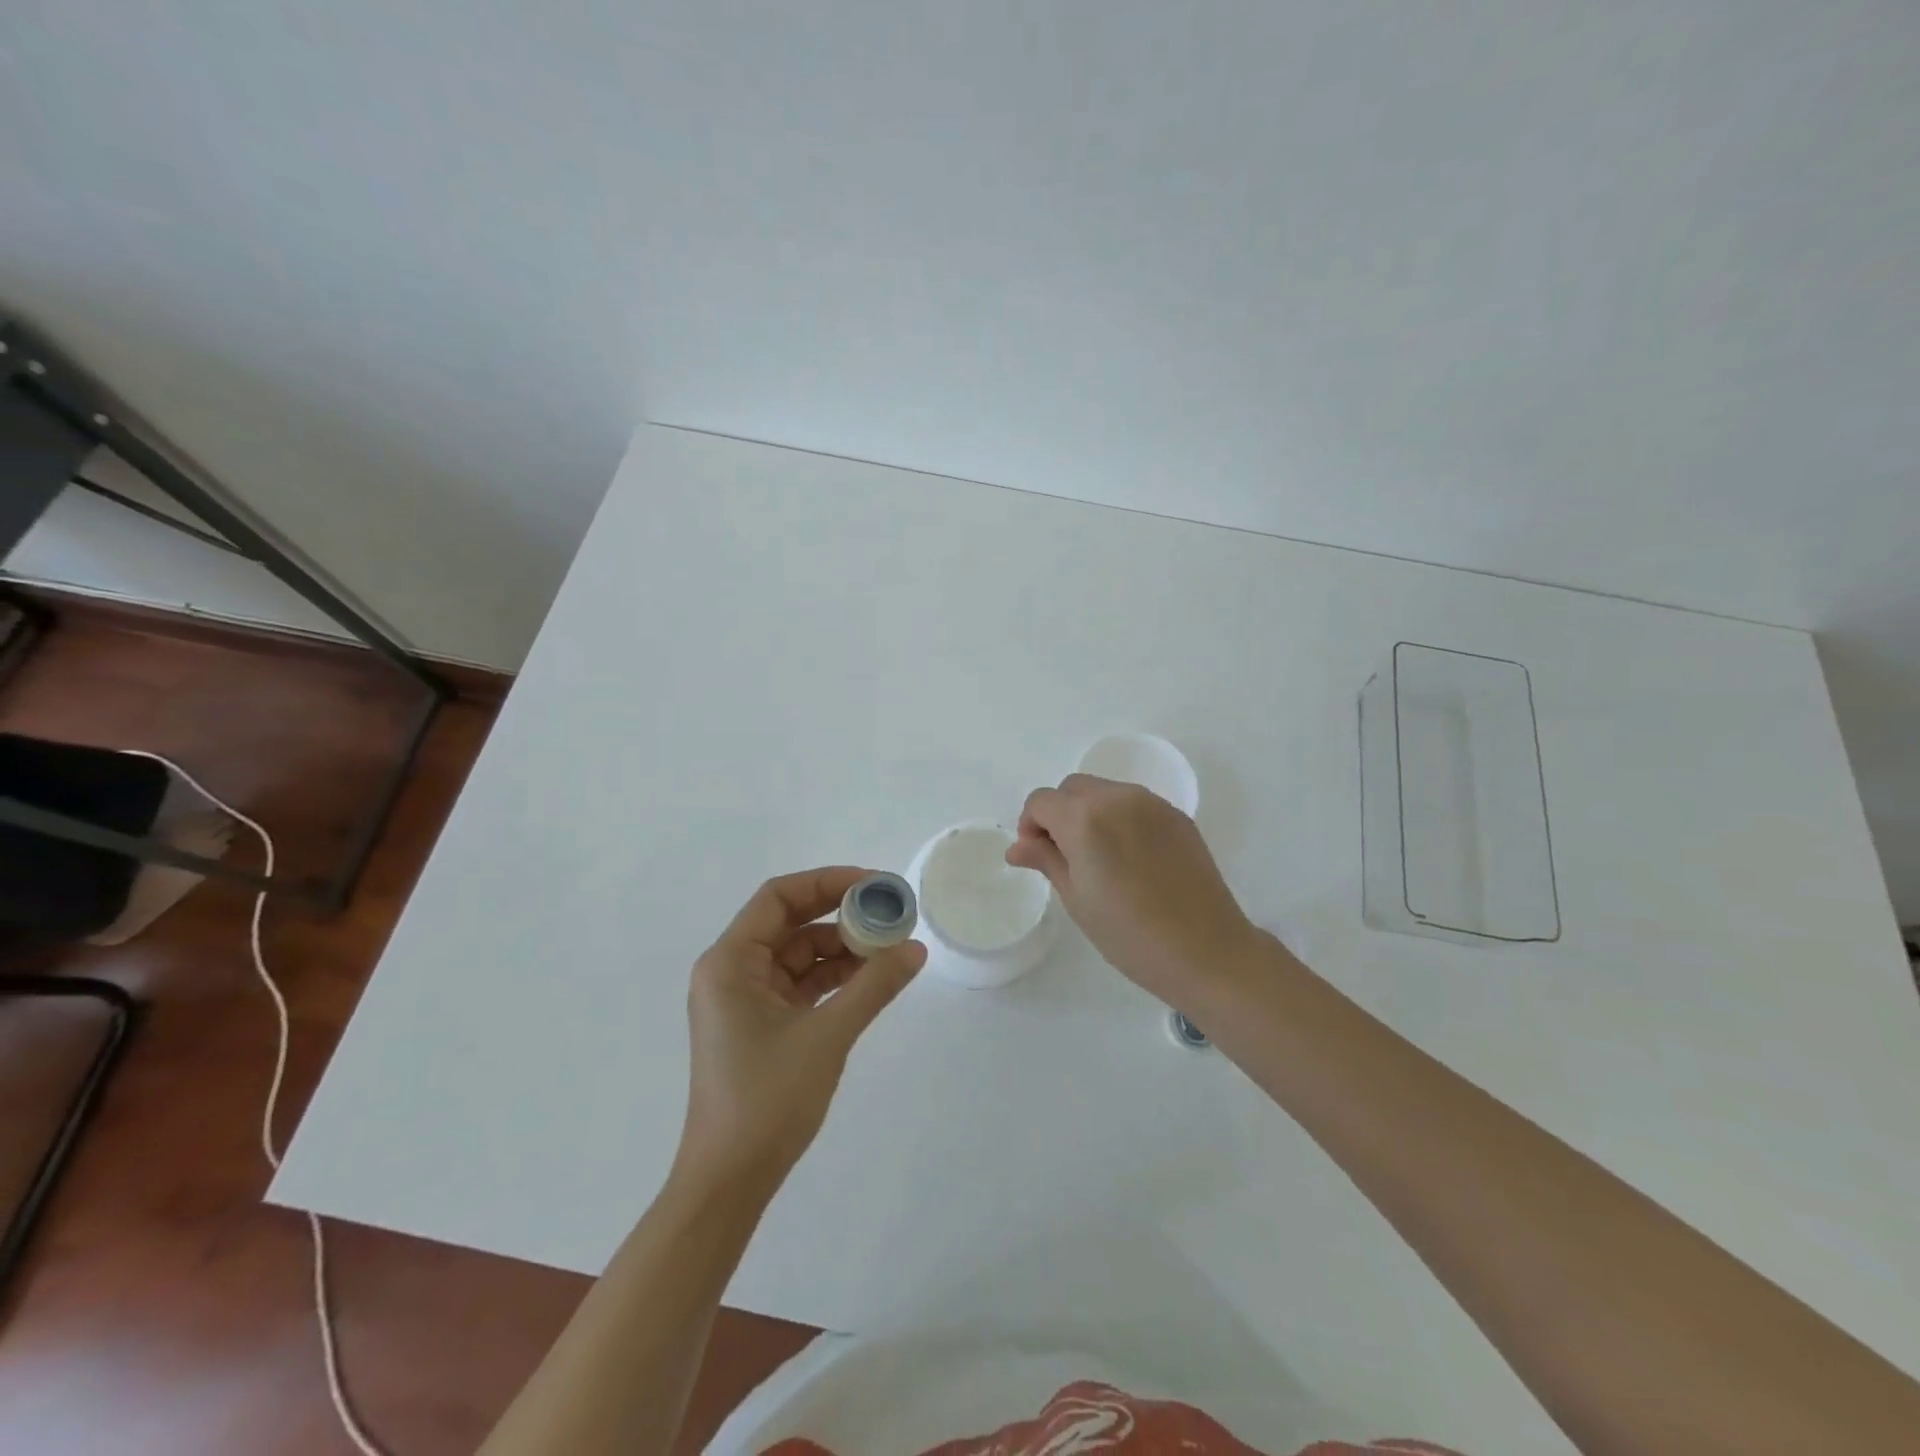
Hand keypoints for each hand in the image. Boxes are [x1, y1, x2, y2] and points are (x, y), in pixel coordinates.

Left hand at [678, 867, 925, 1193]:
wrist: (730, 1181)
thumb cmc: (767, 1099)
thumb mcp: (828, 1035)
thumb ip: (873, 986)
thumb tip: (915, 948)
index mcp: (730, 962)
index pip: (779, 898)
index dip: (827, 882)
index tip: (874, 885)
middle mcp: (732, 971)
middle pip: (790, 922)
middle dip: (840, 914)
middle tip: (890, 912)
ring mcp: (746, 999)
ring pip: (799, 954)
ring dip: (842, 948)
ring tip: (891, 946)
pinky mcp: (762, 1024)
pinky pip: (801, 984)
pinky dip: (834, 977)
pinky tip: (872, 977)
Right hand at [1006, 774, 1262, 1007]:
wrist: (1206, 951)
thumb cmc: (1129, 934)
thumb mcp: (1077, 899)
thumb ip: (1046, 860)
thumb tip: (1017, 847)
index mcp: (1085, 818)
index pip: (1041, 801)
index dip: (1030, 825)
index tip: (1036, 856)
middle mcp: (1117, 797)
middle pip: (1072, 788)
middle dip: (1058, 814)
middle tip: (1064, 856)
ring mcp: (1152, 803)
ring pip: (1104, 791)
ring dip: (1089, 812)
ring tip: (1098, 858)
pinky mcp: (1176, 815)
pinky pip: (1134, 803)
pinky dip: (1119, 817)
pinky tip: (1129, 858)